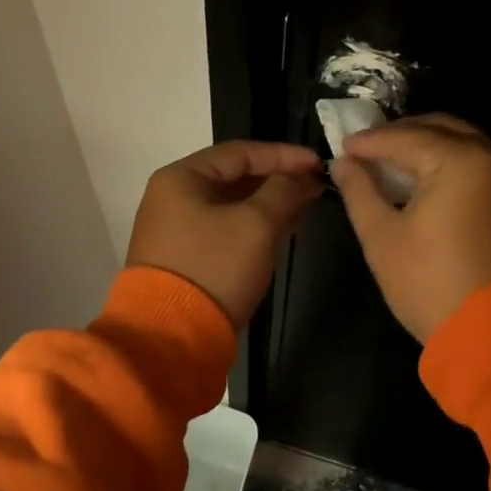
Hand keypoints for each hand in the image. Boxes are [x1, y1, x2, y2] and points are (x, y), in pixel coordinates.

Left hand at [126, 141, 323, 327]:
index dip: (283, 155)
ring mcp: (174, 230)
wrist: (172, 337)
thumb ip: (283, 191)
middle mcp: (172, 197)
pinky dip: (252, 227)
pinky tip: (279, 234)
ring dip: (267, 205)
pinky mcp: (183, 258)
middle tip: (314, 187)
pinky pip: (223, 230)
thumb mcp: (256, 224)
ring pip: (230, 205)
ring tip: (303, 210)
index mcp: (181, 178)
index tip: (318, 163)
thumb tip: (302, 177)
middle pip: (233, 177)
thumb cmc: (215, 267)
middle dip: (277, 181)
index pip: (240, 152)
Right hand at [330, 114, 490, 342]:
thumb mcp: (384, 239)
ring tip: (394, 167)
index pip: (405, 137)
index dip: (369, 141)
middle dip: (401, 136)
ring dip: (429, 148)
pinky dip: (454, 165)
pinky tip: (429, 183)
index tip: (342, 148)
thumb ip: (360, 191)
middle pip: (440, 128)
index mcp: (462, 160)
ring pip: (466, 144)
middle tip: (367, 152)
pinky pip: (485, 165)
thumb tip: (344, 164)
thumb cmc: (435, 287)